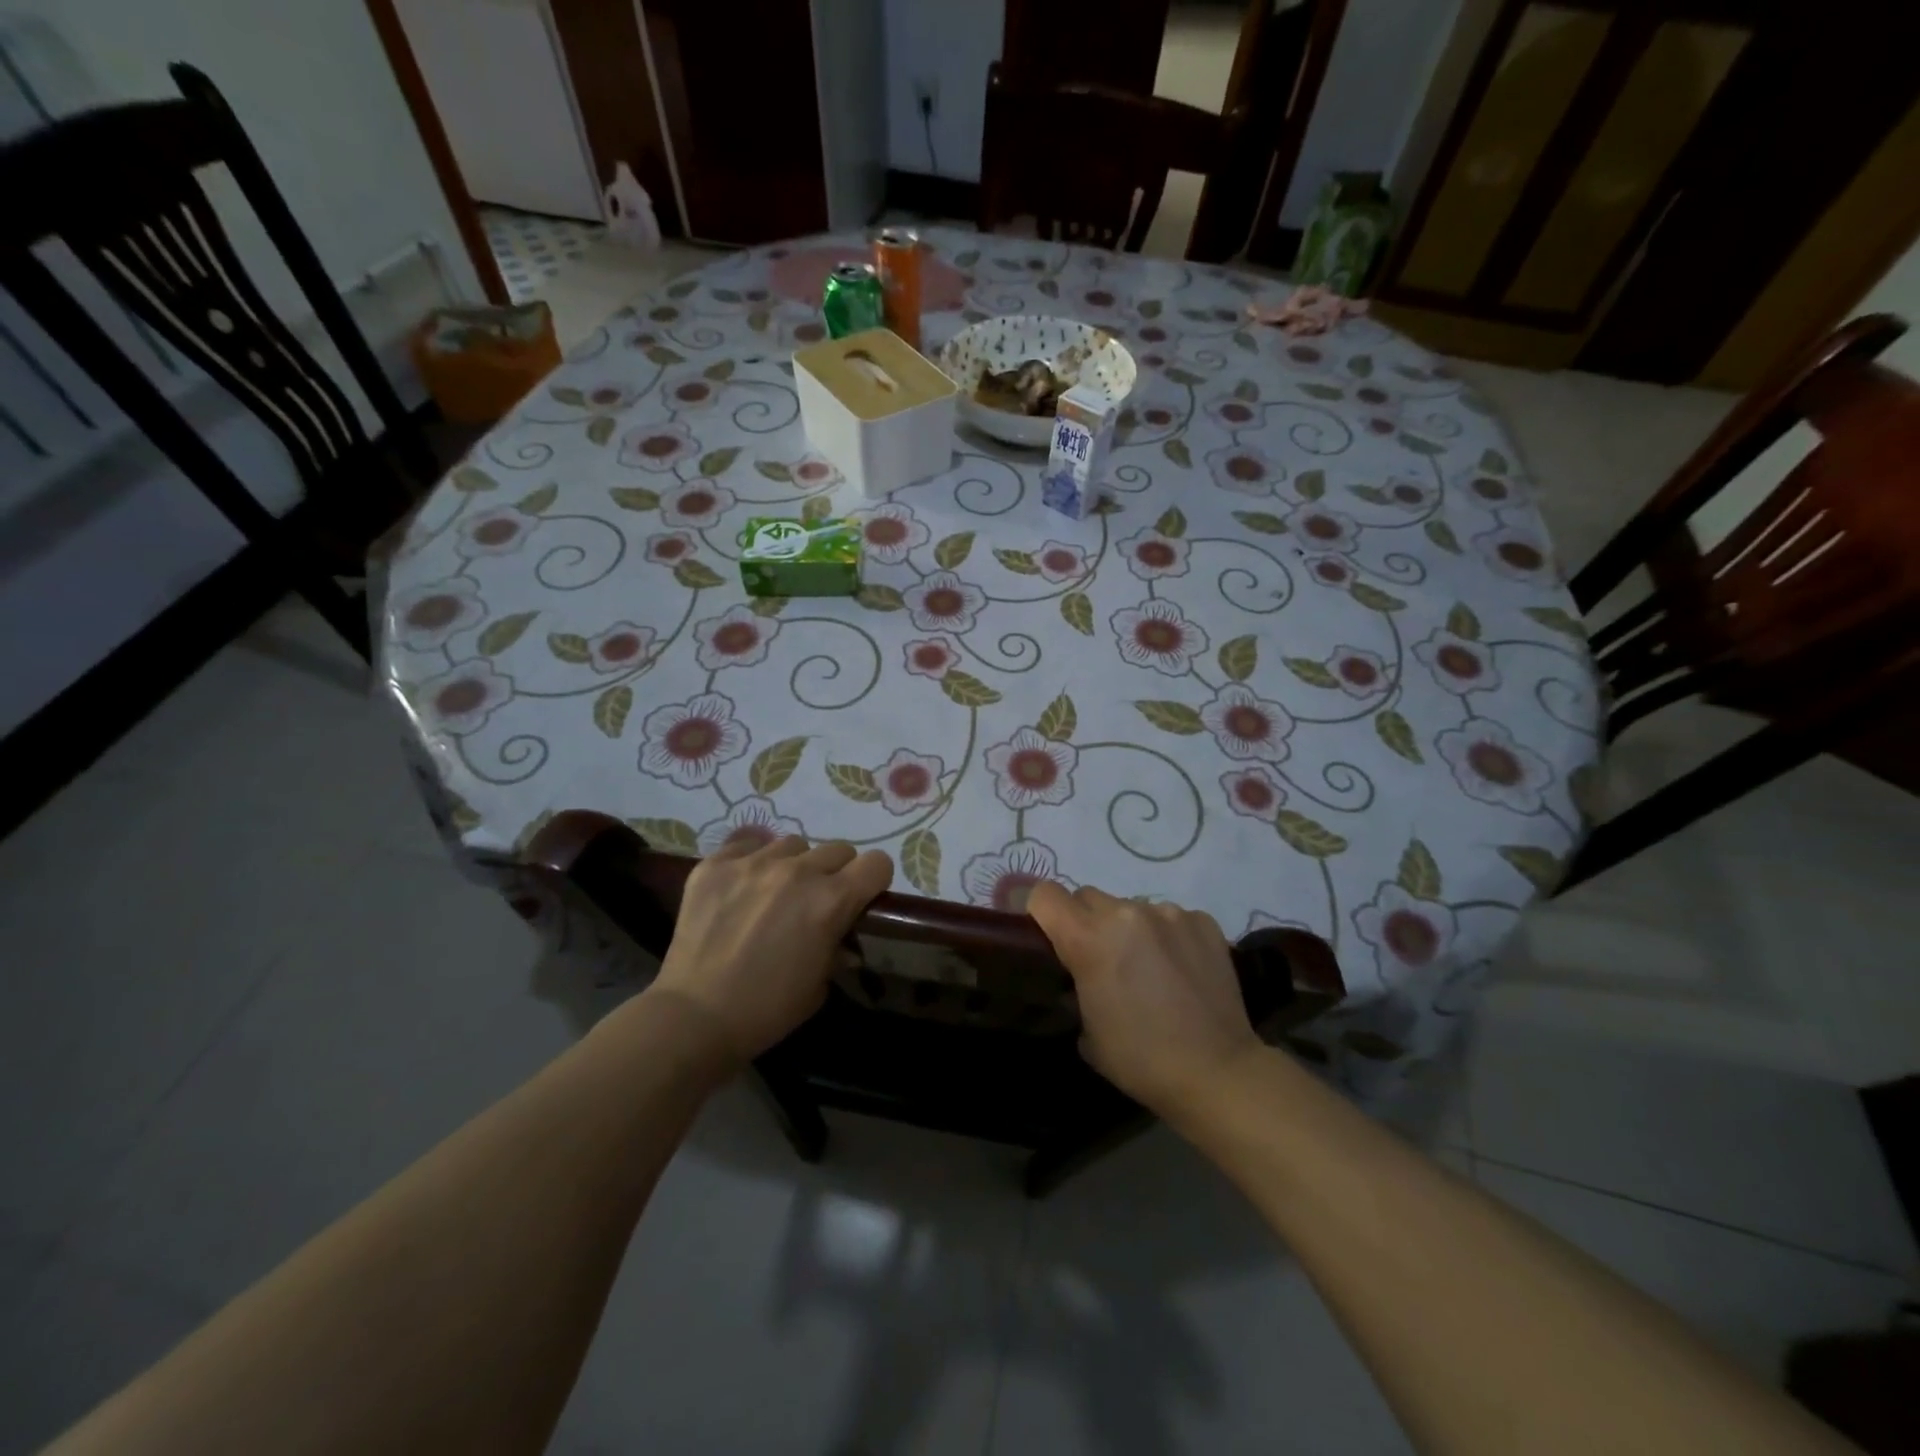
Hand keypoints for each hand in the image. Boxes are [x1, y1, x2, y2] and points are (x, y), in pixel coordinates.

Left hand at [650, 836, 892, 1064]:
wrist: (694, 1017)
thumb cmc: (767, 1010)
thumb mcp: (820, 985)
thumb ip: (837, 949)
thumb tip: (841, 938)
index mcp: (831, 901)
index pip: (876, 864)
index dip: (874, 881)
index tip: (862, 897)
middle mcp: (797, 872)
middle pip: (837, 849)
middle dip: (836, 873)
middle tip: (816, 900)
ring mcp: (753, 863)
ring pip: (792, 844)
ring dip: (794, 864)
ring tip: (775, 891)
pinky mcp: (715, 864)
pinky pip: (745, 840)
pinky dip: (751, 856)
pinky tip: (743, 880)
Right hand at [1027, 883, 1261, 1118]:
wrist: (1217, 1072)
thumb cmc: (1140, 1059)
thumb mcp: (1086, 1029)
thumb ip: (1075, 984)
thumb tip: (1081, 973)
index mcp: (1088, 938)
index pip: (1046, 895)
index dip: (1041, 911)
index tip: (1048, 934)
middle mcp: (1126, 913)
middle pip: (1088, 896)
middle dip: (1085, 921)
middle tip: (1101, 959)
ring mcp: (1169, 913)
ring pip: (1131, 907)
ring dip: (1130, 929)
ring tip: (1149, 968)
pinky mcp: (1203, 921)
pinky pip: (1171, 917)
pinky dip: (1168, 936)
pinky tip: (1181, 969)